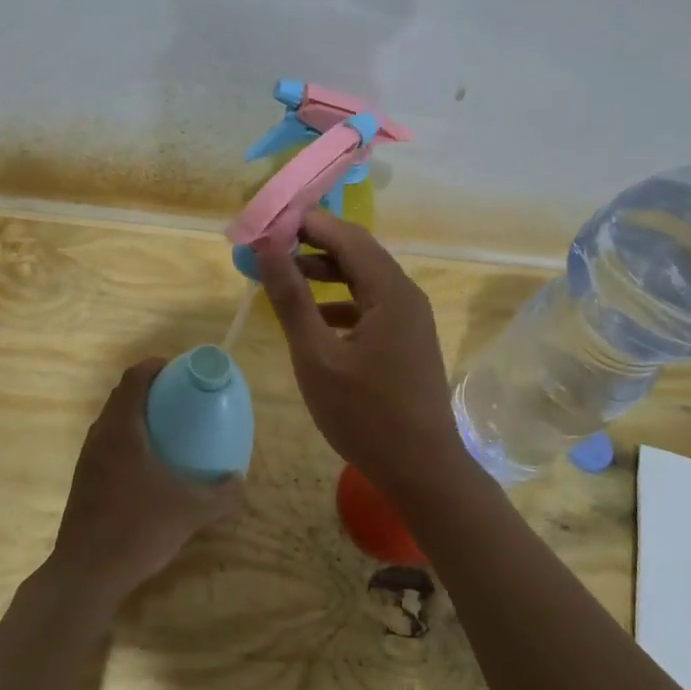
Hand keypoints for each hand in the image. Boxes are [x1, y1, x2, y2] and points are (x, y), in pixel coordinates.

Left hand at [48, 360, 243, 608]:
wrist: (87, 574)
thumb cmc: (138, 529)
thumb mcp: (190, 511)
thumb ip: (221, 495)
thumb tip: (240, 482)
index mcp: (122, 431)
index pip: (134, 379)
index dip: (155, 366)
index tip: (179, 369)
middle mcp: (100, 437)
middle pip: (122, 397)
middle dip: (149, 389)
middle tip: (179, 397)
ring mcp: (88, 460)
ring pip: (112, 422)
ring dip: (137, 416)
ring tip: (167, 428)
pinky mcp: (84, 482)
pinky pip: (107, 446)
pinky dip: (128, 441)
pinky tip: (149, 466)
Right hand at [254, 210, 467, 494]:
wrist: (422, 470)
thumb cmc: (365, 415)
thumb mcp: (317, 356)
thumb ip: (292, 299)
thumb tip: (268, 248)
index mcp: (390, 291)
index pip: (347, 236)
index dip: (308, 223)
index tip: (268, 220)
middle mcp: (406, 295)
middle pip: (358, 254)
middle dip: (314, 245)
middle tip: (271, 245)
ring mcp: (410, 320)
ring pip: (364, 281)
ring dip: (326, 274)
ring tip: (284, 276)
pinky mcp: (407, 341)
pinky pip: (371, 306)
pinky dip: (341, 303)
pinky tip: (314, 318)